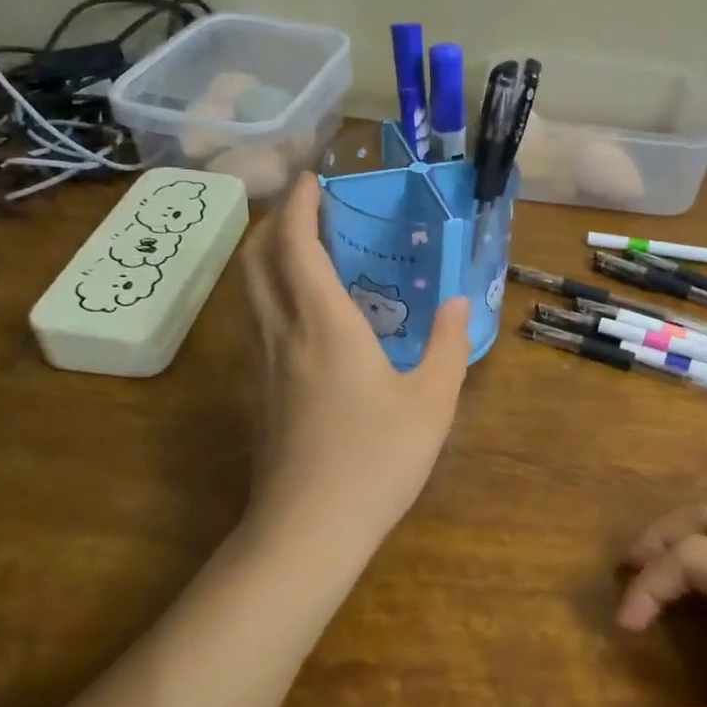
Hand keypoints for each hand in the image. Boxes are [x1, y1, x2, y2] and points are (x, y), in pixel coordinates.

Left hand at [239, 171, 470, 546]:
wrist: (308, 528)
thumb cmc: (376, 460)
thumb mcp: (432, 402)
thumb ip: (448, 346)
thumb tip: (457, 302)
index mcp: (324, 324)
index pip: (296, 244)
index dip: (300, 204)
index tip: (314, 178)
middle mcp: (282, 332)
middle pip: (257, 257)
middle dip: (276, 220)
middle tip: (309, 208)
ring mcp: (262, 363)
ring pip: (249, 289)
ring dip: (268, 255)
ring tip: (304, 249)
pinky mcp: (258, 391)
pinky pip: (256, 320)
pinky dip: (270, 292)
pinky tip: (303, 312)